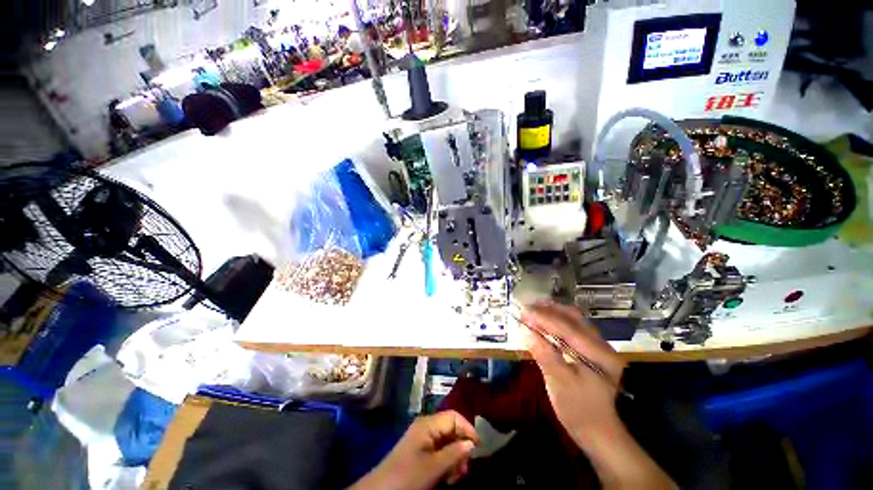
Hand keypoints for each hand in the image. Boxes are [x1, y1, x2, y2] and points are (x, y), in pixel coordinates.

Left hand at [350, 410, 478, 489]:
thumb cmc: (408, 476)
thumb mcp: (433, 467)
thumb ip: (454, 453)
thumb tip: (472, 443)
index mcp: (428, 424)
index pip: (454, 416)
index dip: (467, 429)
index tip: (478, 448)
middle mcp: (427, 427)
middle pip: (452, 430)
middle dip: (461, 448)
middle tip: (464, 469)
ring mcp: (423, 439)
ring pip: (447, 443)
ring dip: (455, 458)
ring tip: (455, 477)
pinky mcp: (420, 452)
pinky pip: (440, 452)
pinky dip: (447, 463)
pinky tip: (447, 477)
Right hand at [521, 302, 674, 488]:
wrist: (602, 433)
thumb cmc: (580, 411)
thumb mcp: (560, 384)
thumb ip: (545, 354)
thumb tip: (527, 331)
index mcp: (596, 353)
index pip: (565, 327)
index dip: (542, 317)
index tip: (522, 312)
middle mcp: (600, 344)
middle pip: (573, 317)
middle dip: (548, 310)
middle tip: (527, 309)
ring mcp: (598, 347)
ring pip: (574, 320)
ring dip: (552, 313)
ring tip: (533, 312)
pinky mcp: (592, 352)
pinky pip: (573, 329)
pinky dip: (557, 322)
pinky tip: (545, 325)